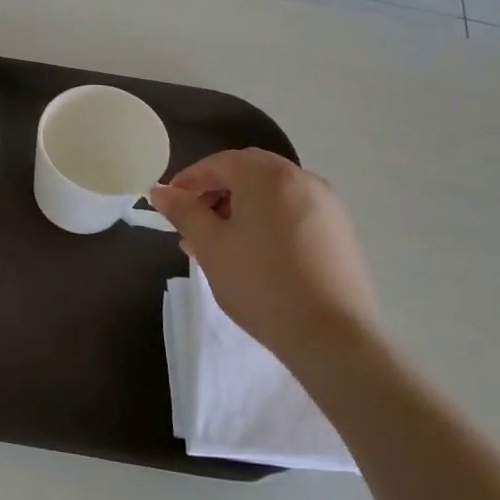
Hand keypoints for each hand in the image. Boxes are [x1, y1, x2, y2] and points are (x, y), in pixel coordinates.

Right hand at [149, 149, 386, 374]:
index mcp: (268, 176)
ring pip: (271, 194)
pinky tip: (252, 255)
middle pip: (248, 173)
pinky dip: (266, 221)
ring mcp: (327, 205)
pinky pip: (292, 212)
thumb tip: (160, 192)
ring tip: (218, 245)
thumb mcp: (210, 246)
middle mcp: (303, 179)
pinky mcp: (340, 232)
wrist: (331, 336)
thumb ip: (184, 212)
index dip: (188, 180)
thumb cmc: (260, 283)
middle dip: (214, 193)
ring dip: (239, 208)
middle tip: (191, 224)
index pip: (219, 163)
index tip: (168, 205)